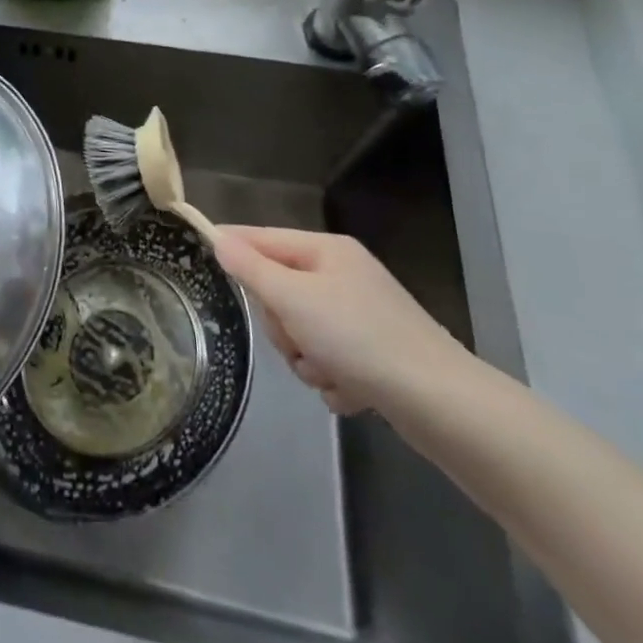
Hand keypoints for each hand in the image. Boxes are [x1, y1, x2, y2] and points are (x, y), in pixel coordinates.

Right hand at [212, 225, 468, 414]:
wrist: (442, 405)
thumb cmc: (360, 338)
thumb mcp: (293, 298)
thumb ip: (250, 268)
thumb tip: (218, 238)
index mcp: (325, 251)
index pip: (261, 237)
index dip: (231, 246)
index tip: (200, 254)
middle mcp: (342, 276)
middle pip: (278, 291)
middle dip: (281, 324)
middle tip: (296, 338)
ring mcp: (359, 316)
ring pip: (299, 332)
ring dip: (306, 358)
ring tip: (331, 372)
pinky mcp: (373, 355)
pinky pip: (327, 360)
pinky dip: (332, 379)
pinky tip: (352, 391)